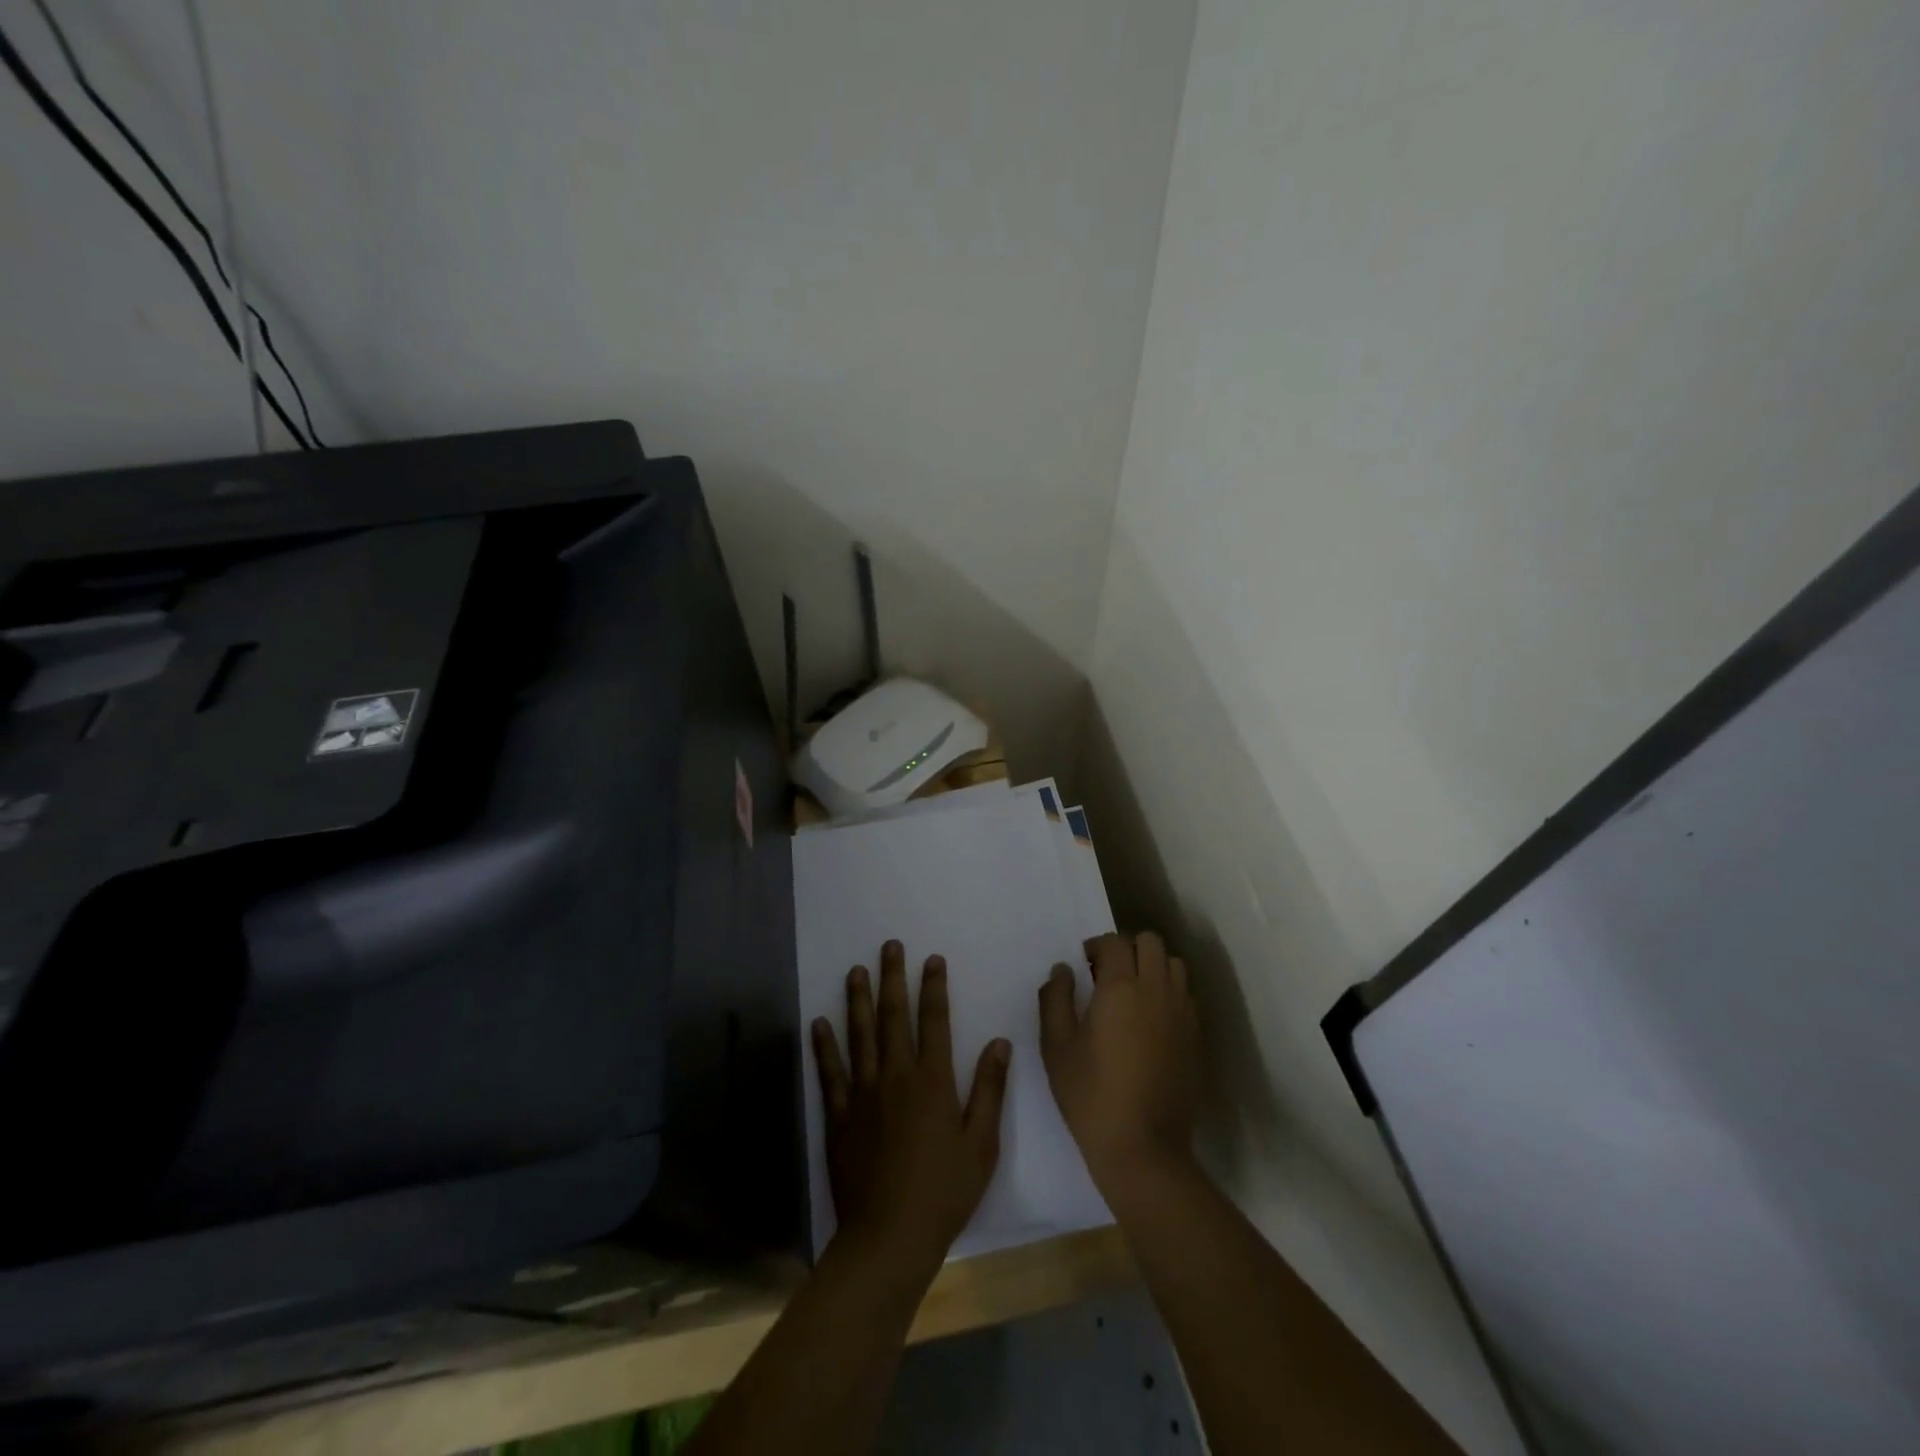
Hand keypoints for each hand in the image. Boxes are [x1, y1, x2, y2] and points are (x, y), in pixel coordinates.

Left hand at [812, 940, 1010, 1278]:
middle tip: (889, 946)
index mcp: (933, 1081)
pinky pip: (830, 1072)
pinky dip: (824, 1046)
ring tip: (856, 971)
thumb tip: (999, 1042)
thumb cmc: (944, 1192)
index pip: (935, 1021)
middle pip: (893, 1017)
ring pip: (860, 1035)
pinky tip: (818, 1023)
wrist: (889, 1237)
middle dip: (893, 978)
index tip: (932, 959)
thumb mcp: (981, 1144)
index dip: (934, 987)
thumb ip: (990, 1090)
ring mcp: (863, 1094)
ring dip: (858, 1000)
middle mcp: (896, 1076)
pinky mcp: (840, 1116)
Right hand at [1040, 932, 1198, 1191]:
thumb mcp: (1056, 1047)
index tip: (1084, 964)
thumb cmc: (1091, 1095)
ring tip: (1133, 992)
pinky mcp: (1196, 1036)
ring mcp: (1182, 1012)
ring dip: (1153, 966)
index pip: (1115, 942)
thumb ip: (1055, 999)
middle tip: (1108, 974)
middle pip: (1150, 942)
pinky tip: (1151, 1020)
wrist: (1144, 1148)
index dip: (1096, 946)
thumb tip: (1063, 969)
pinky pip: (1186, 994)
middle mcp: (1156, 990)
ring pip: (1174, 964)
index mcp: (1120, 988)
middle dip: (1128, 948)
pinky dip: (1169, 991)